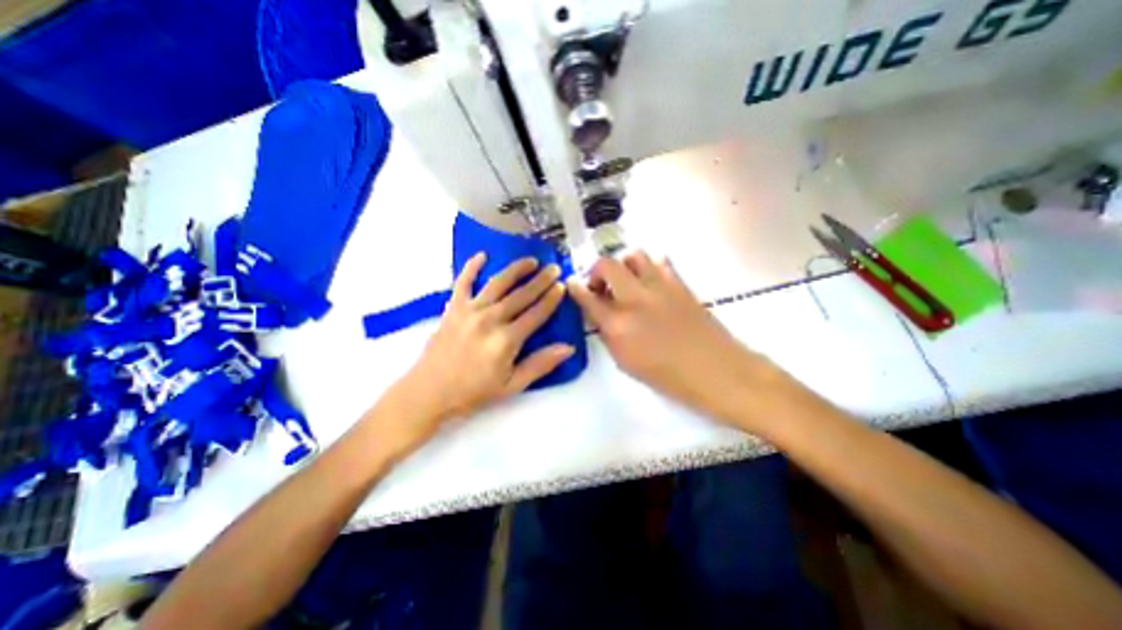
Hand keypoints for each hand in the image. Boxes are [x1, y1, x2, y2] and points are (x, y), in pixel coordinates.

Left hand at [380, 253, 573, 442]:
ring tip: (530, 260)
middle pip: (521, 295)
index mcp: (506, 340)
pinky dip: (471, 267)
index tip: (562, 286)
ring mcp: (470, 311)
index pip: (536, 314)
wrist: (429, 392)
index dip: (551, 299)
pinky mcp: (453, 308)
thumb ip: (540, 364)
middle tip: (554, 268)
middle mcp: (490, 319)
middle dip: (541, 280)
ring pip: (498, 283)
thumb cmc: (473, 392)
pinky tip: (482, 255)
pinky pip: (463, 282)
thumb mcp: (512, 386)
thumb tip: (568, 348)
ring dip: (516, 269)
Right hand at [572, 250, 773, 423]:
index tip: (572, 283)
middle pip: (607, 265)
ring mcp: (660, 287)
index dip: (576, 288)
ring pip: (634, 255)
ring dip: (623, 265)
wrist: (716, 371)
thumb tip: (601, 314)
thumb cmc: (668, 376)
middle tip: (600, 284)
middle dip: (596, 270)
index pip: (588, 298)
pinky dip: (648, 267)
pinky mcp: (680, 283)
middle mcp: (636, 299)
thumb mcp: (626, 362)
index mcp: (619, 325)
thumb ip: (608, 334)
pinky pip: (659, 262)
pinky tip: (649, 283)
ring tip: (625, 281)